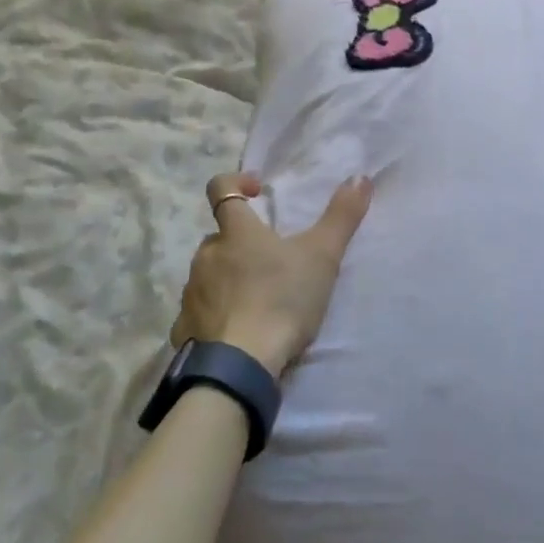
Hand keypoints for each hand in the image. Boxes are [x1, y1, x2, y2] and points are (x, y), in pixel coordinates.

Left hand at [173, 172, 373, 377]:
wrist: (241, 366)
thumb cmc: (282, 300)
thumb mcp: (323, 256)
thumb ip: (342, 215)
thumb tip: (360, 177)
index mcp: (236, 232)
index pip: (220, 188)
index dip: (235, 182)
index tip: (257, 192)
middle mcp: (206, 255)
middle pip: (220, 237)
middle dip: (241, 243)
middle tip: (271, 262)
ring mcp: (191, 292)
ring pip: (208, 274)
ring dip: (228, 279)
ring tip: (257, 300)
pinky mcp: (183, 329)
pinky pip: (198, 313)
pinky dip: (214, 316)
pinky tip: (235, 332)